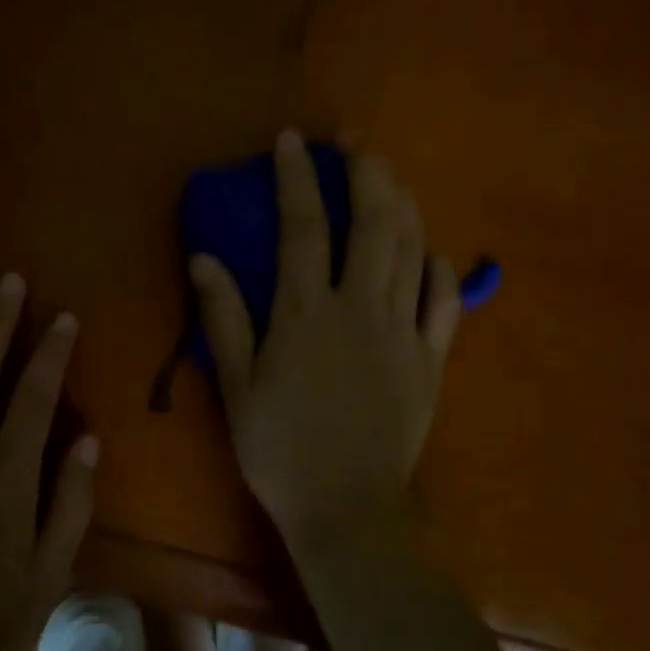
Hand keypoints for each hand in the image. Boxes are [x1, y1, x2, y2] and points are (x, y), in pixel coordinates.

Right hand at [189, 132, 461, 544]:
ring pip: (412, 251)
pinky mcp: (432, 360)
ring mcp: (403, 332)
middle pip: (372, 224)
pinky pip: (445, 302)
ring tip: (390, 176)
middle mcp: (360, 309)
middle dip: (366, 173)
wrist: (346, 510)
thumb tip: (204, 258)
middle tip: (356, 142)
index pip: (303, 227)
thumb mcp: (237, 386)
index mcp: (306, 314)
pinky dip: (440, 268)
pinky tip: (431, 252)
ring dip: (403, 204)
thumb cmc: (279, 449)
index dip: (297, 178)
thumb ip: (224, 318)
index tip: (291, 141)